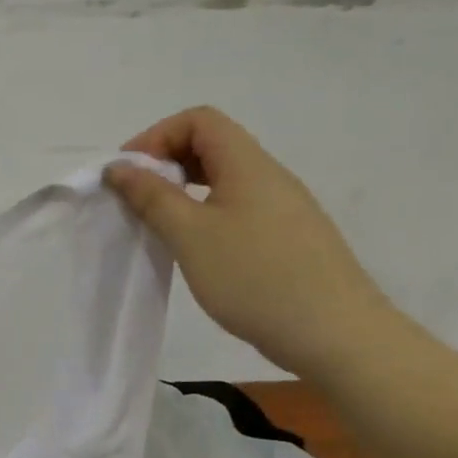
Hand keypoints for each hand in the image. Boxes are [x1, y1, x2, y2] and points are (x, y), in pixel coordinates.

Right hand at [107, 107, 393, 377]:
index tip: (130, 174)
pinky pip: (239, 208)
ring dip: (185, 191)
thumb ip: (151, 196)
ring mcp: (284, 208)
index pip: (199, 120)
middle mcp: (269, 176)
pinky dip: (207, 214)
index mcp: (248, 164)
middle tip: (137, 198)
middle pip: (212, 145)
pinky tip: (198, 250)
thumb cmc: (257, 278)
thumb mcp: (191, 235)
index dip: (157, 136)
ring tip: (161, 224)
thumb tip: (119, 167)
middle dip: (167, 162)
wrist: (338, 337)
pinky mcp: (289, 238)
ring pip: (225, 179)